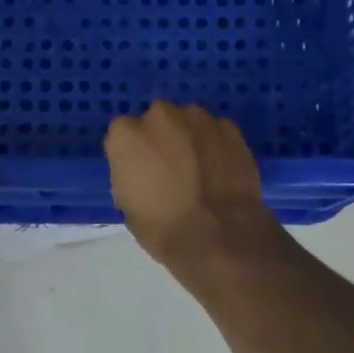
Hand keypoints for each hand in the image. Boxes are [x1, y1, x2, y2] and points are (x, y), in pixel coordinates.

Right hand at [104, 101, 283, 272]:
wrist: (217, 237)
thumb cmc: (162, 228)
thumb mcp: (127, 204)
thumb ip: (130, 172)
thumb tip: (142, 167)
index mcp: (127, 134)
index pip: (124, 133)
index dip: (134, 152)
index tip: (143, 170)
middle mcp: (160, 115)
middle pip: (158, 120)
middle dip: (164, 138)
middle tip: (172, 167)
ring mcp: (198, 118)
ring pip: (189, 122)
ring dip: (191, 138)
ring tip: (201, 169)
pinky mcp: (229, 128)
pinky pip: (217, 132)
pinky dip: (217, 145)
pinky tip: (222, 170)